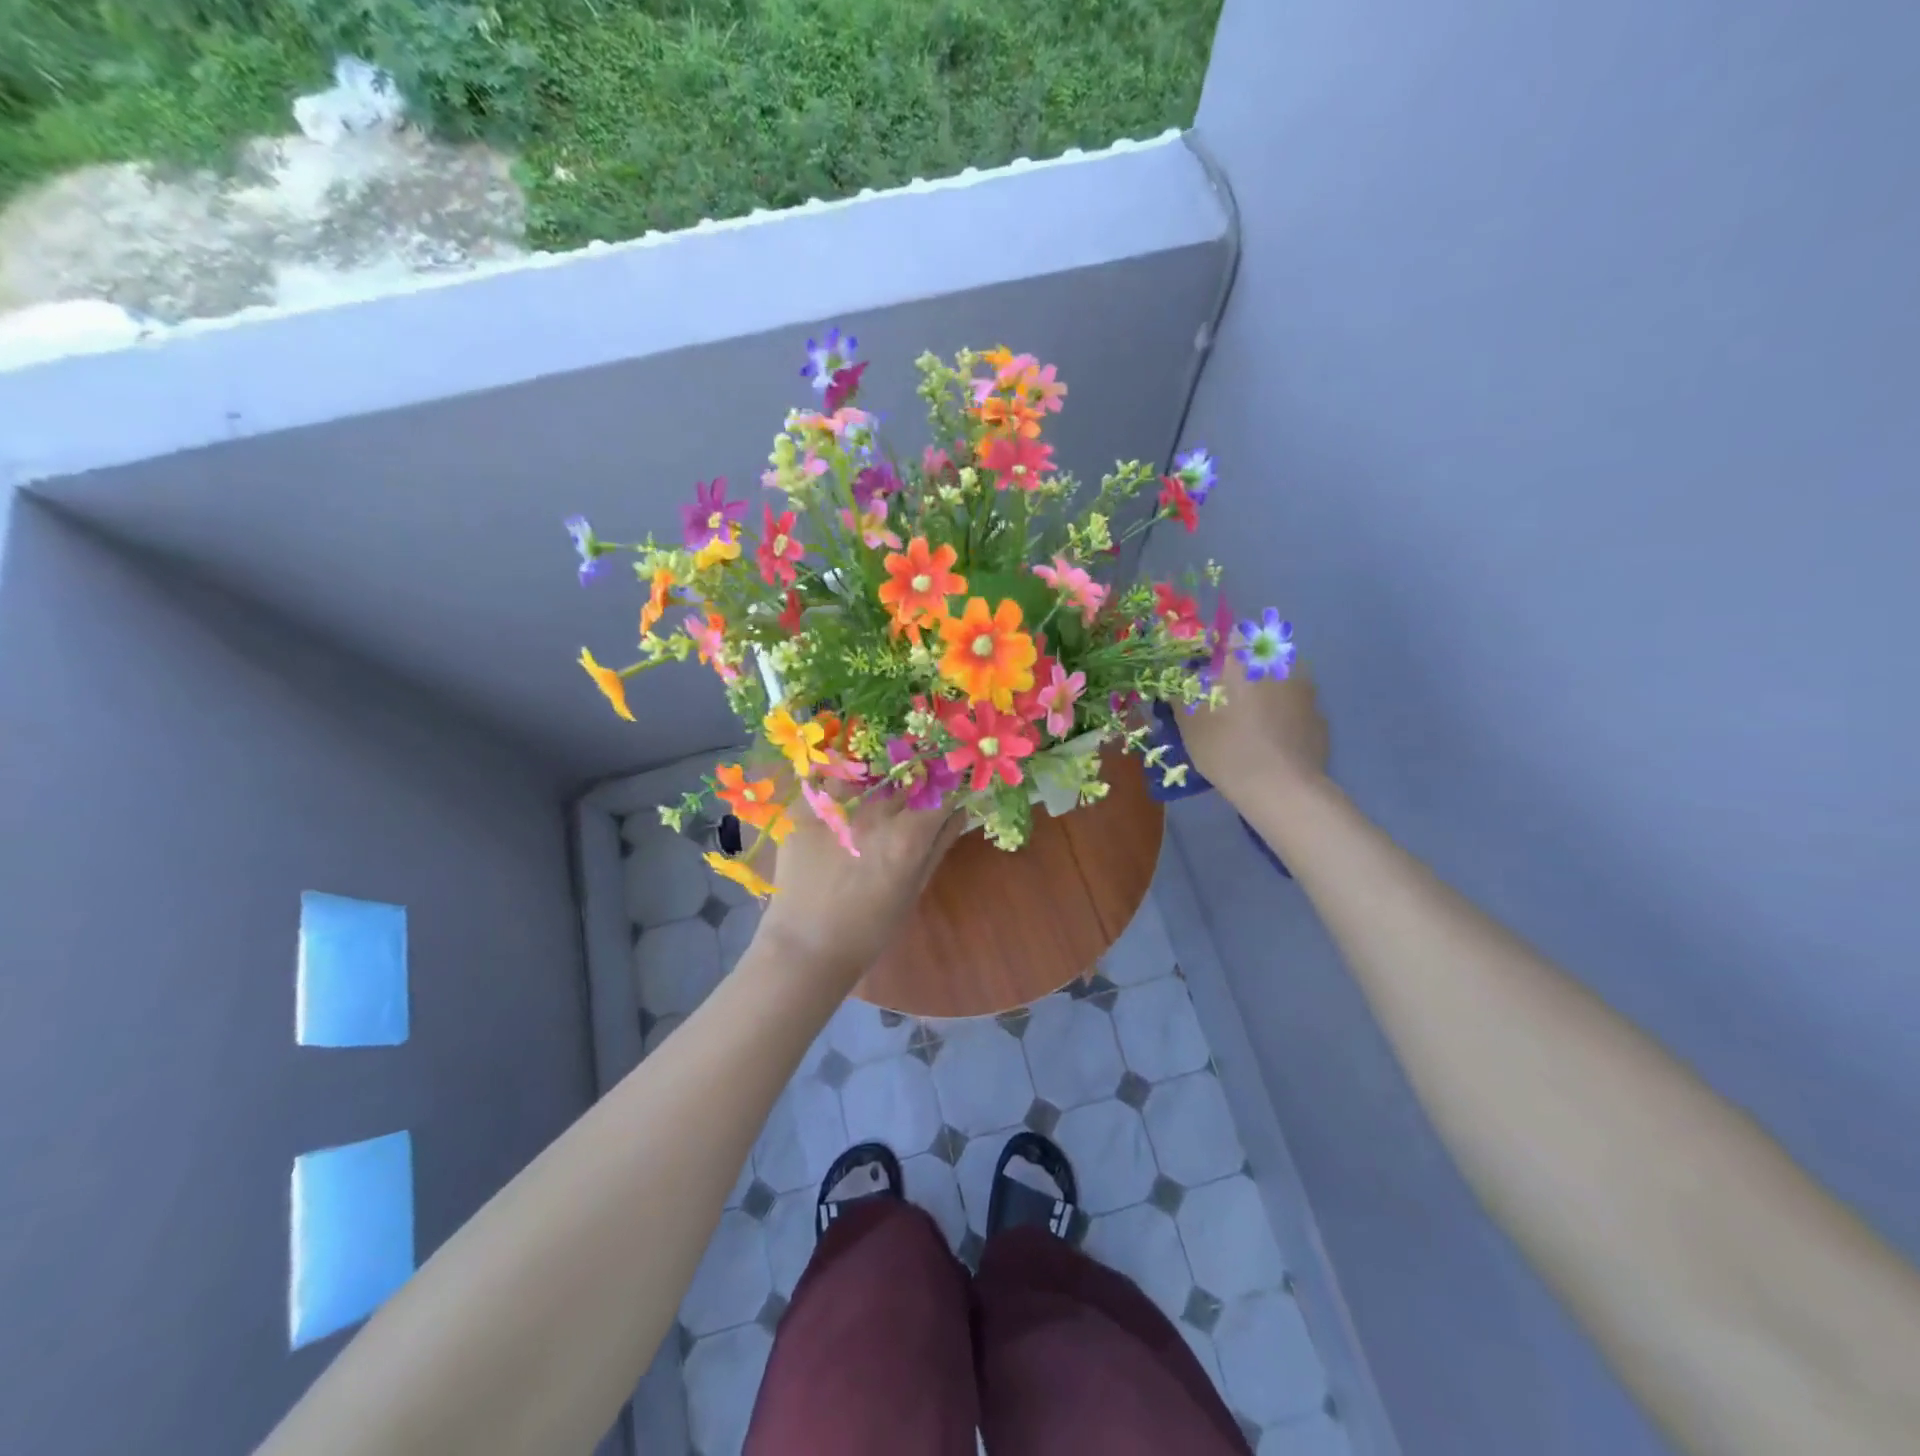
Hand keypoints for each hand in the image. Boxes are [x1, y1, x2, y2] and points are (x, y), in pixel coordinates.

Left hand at [757, 788, 963, 988]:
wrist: (805, 948)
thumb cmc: (869, 930)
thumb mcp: (913, 890)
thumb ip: (939, 846)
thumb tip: (960, 812)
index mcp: (908, 836)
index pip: (942, 796)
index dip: (948, 795)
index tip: (947, 798)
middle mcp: (876, 813)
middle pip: (905, 784)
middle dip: (913, 791)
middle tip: (906, 804)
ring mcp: (838, 807)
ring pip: (867, 778)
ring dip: (876, 784)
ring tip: (870, 799)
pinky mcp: (805, 810)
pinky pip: (825, 781)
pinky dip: (836, 785)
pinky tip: (837, 799)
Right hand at [1179, 656, 1329, 806]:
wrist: (1281, 787)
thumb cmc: (1225, 747)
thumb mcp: (1188, 720)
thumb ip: (1180, 690)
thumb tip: (1178, 679)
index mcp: (1243, 656)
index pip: (1221, 635)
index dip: (1207, 653)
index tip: (1197, 674)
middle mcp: (1277, 661)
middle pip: (1250, 655)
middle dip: (1235, 670)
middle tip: (1219, 698)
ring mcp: (1305, 686)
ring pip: (1274, 678)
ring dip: (1259, 689)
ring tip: (1245, 720)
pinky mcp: (1318, 713)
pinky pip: (1291, 703)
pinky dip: (1279, 713)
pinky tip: (1268, 738)